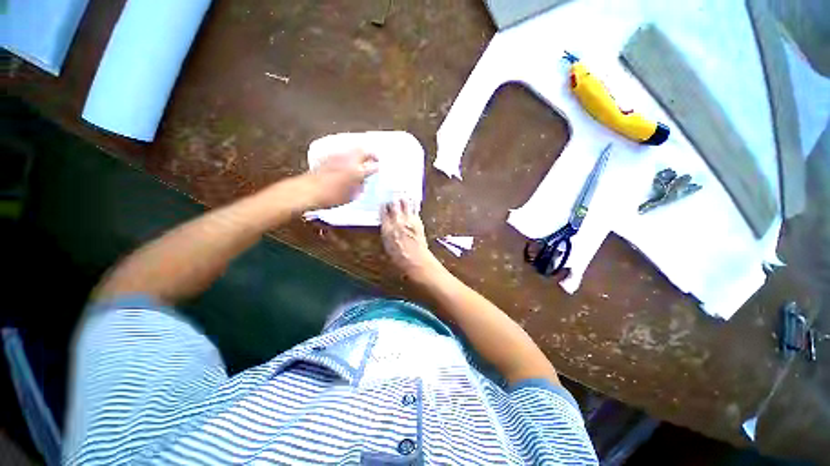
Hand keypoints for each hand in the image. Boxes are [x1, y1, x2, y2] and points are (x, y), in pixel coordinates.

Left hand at [304, 150, 378, 208]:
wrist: (307, 191)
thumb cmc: (330, 197)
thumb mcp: (350, 197)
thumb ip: (358, 188)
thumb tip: (362, 183)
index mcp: (357, 171)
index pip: (373, 166)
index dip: (378, 167)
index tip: (380, 168)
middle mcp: (349, 160)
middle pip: (364, 151)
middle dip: (371, 154)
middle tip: (374, 158)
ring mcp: (338, 156)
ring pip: (353, 149)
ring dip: (359, 152)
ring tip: (362, 159)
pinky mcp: (328, 156)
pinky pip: (342, 152)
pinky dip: (348, 155)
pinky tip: (347, 161)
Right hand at [381, 199, 439, 277]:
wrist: (415, 258)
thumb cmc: (399, 256)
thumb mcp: (387, 245)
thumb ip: (386, 232)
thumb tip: (386, 225)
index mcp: (387, 228)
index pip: (383, 212)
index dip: (383, 206)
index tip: (383, 202)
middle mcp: (397, 221)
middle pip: (394, 205)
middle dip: (393, 198)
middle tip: (393, 192)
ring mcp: (408, 219)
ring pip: (405, 204)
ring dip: (403, 198)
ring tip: (403, 192)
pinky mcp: (418, 220)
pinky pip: (415, 209)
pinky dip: (414, 203)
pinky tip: (413, 199)